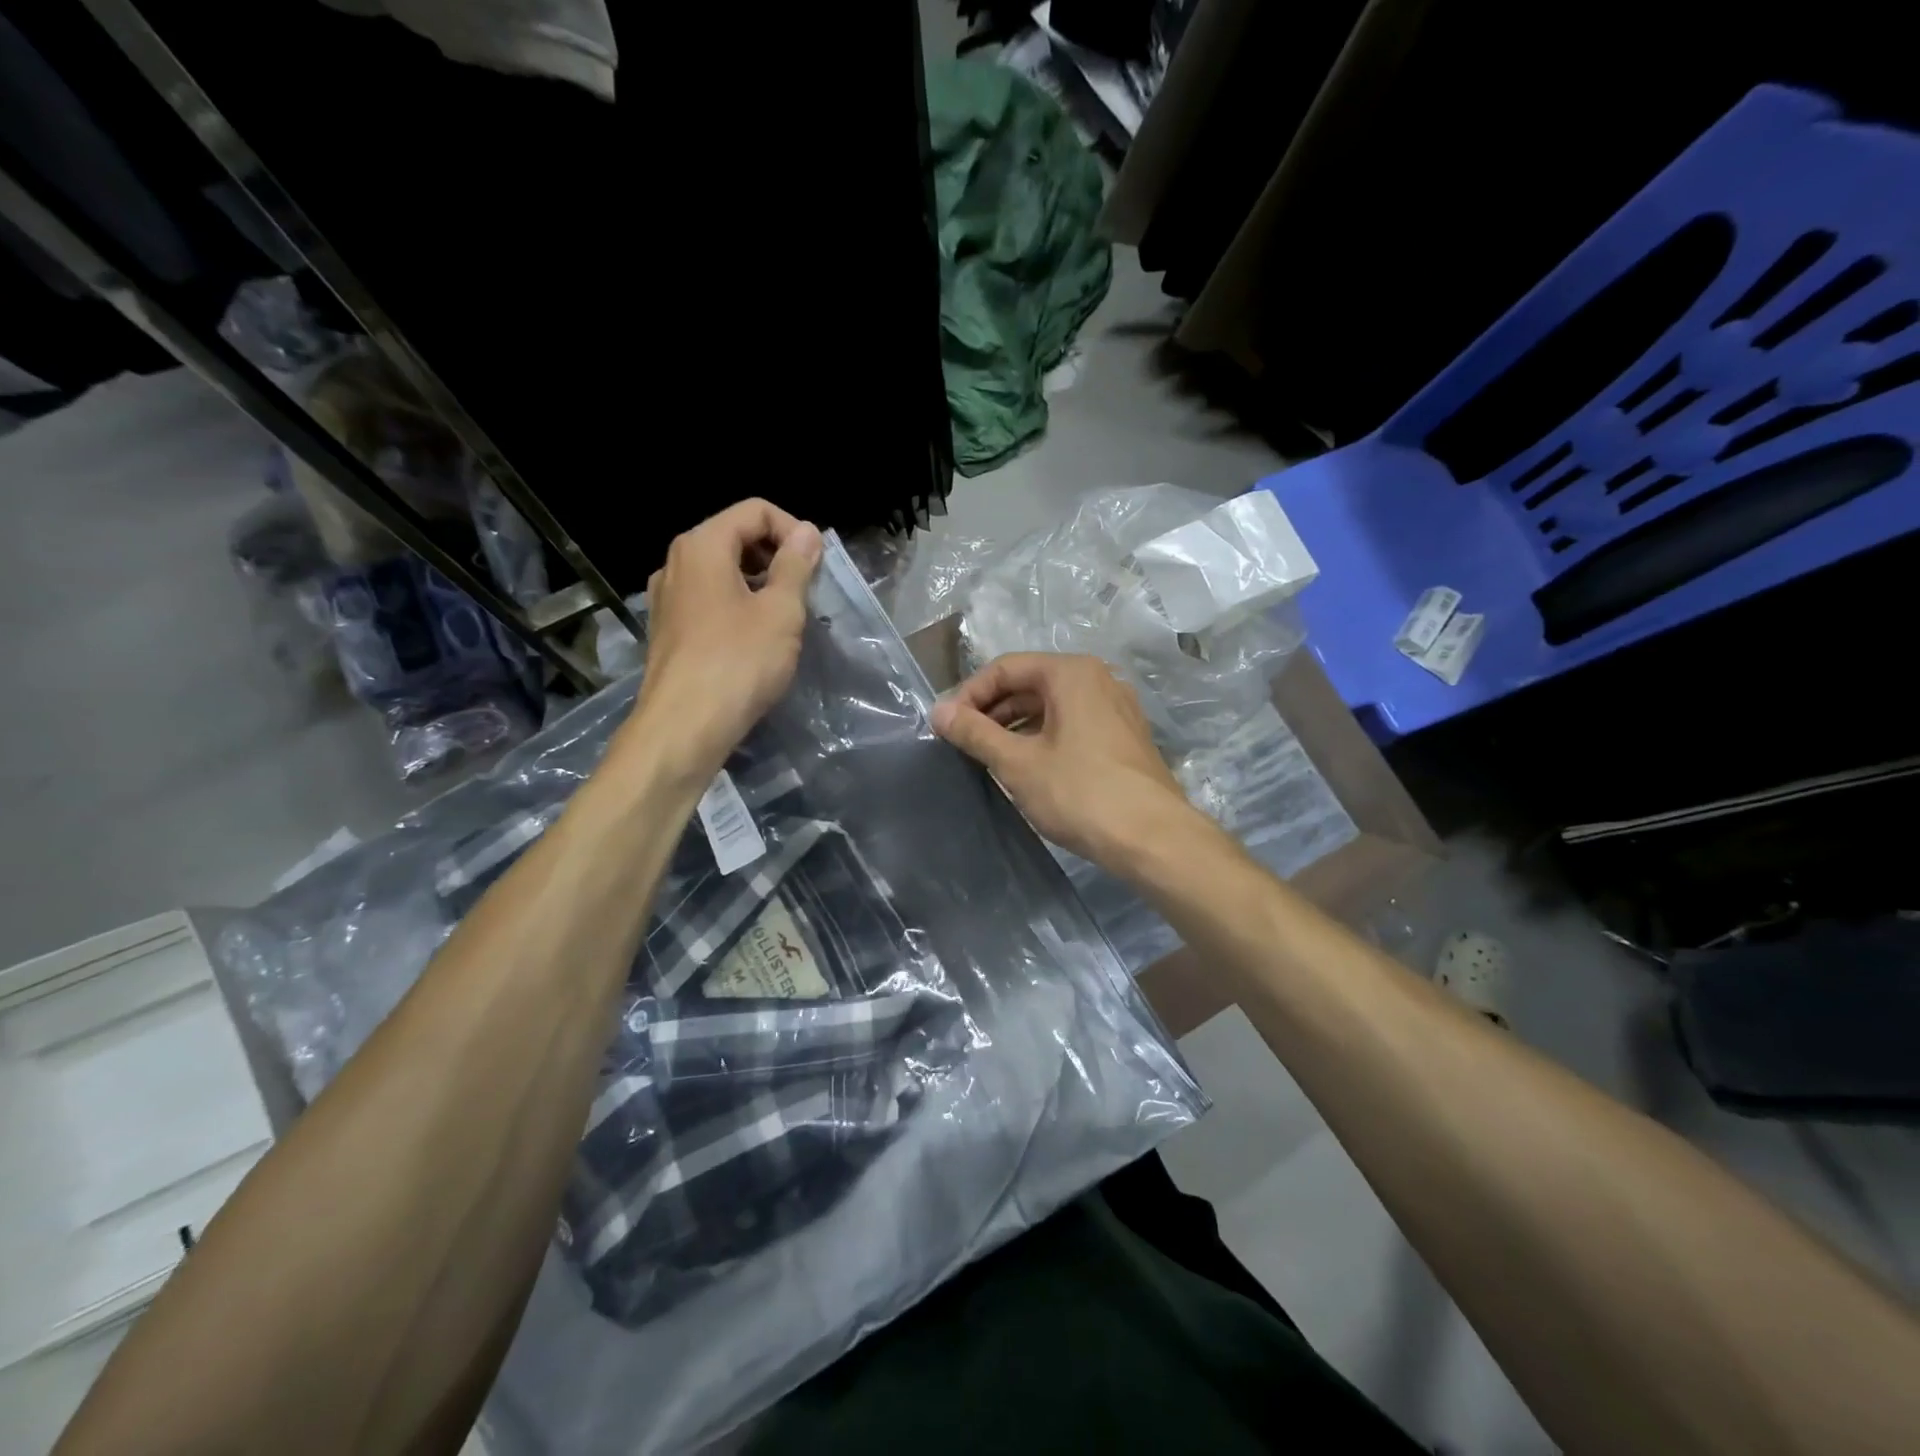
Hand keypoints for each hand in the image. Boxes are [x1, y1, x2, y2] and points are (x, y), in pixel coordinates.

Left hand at [628, 499, 822, 780]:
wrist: (684, 726)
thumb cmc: (739, 662)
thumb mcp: (781, 611)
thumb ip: (795, 565)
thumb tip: (807, 532)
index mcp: (702, 545)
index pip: (755, 510)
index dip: (793, 530)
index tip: (816, 566)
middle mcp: (677, 562)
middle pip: (735, 537)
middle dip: (776, 556)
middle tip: (805, 592)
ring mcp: (667, 597)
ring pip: (722, 572)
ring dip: (759, 584)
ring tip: (785, 619)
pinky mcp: (668, 629)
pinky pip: (709, 600)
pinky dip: (738, 606)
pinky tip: (756, 640)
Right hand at [930, 652, 1206, 867]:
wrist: (1154, 838)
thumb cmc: (1080, 793)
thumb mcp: (1018, 763)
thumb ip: (975, 732)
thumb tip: (938, 711)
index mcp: (1071, 673)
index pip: (1005, 668)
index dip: (969, 694)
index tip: (946, 726)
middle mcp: (1098, 678)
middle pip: (1030, 683)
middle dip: (992, 710)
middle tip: (962, 743)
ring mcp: (1116, 707)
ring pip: (1051, 706)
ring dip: (1015, 726)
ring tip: (988, 757)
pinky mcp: (1124, 736)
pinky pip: (1072, 724)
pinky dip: (1043, 737)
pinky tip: (1026, 767)